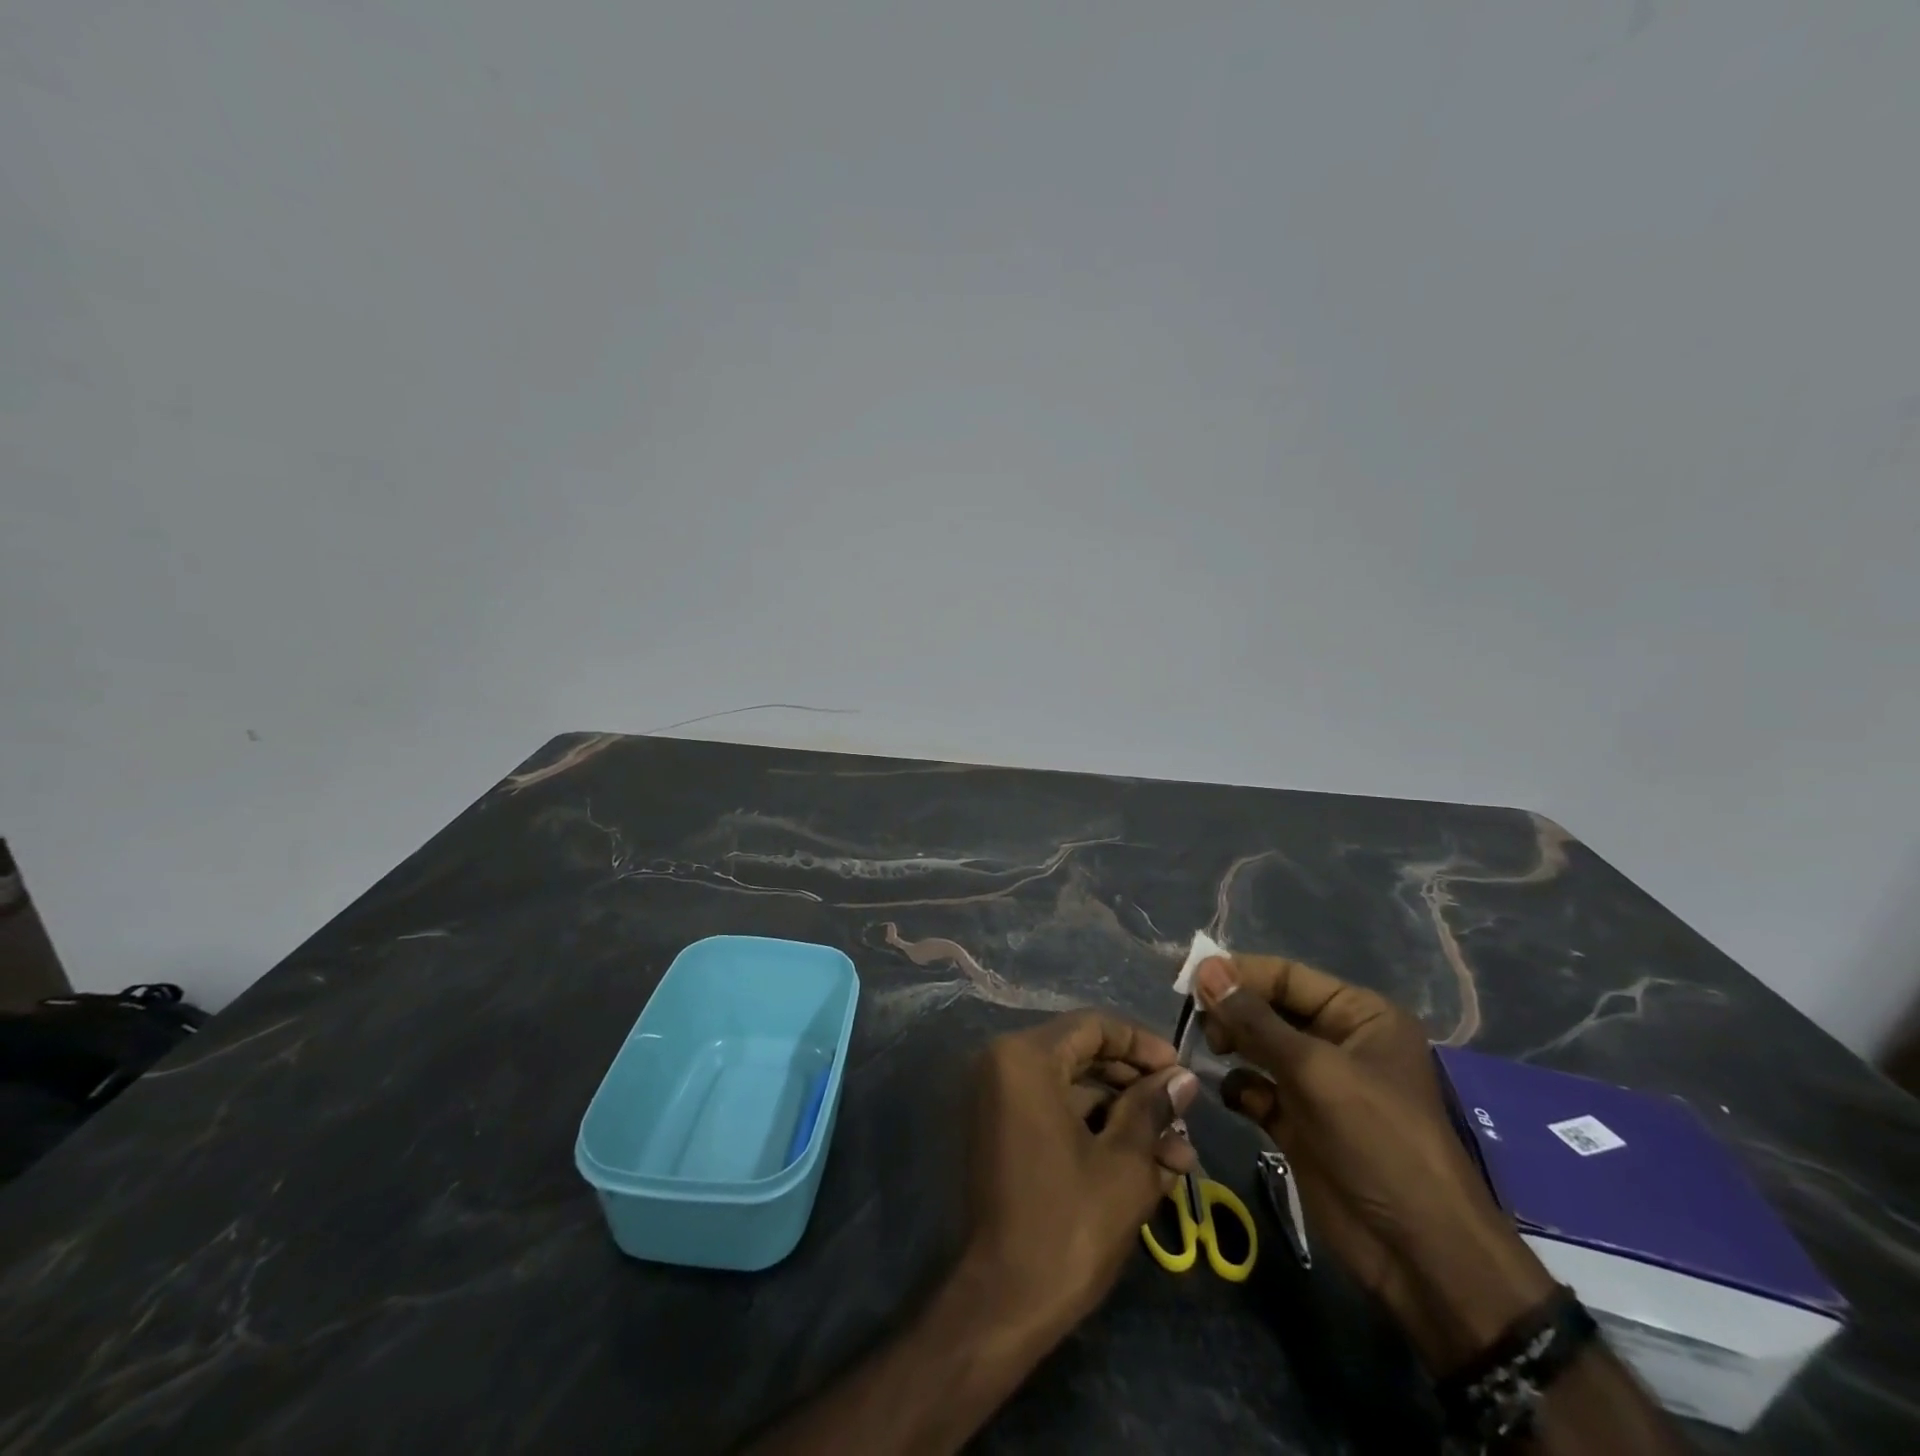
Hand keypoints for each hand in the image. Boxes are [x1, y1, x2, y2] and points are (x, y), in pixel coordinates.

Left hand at [964, 1011, 1199, 1338]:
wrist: (1002, 1303)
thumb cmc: (1067, 1223)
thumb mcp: (1124, 1163)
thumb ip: (1153, 1109)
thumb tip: (1183, 1078)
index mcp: (1024, 1058)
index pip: (1093, 1027)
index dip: (1142, 1044)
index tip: (1181, 1071)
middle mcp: (1003, 1066)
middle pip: (1082, 1056)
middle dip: (1137, 1087)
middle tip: (1182, 1116)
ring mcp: (998, 1100)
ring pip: (1072, 1089)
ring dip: (1124, 1115)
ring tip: (1177, 1153)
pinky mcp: (1002, 1133)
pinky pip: (1054, 1113)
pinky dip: (1096, 1131)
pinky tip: (1146, 1165)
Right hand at [1194, 955, 1555, 1373]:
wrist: (1418, 1253)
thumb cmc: (1377, 1140)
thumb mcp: (1314, 1070)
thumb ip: (1254, 1019)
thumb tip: (1204, 969)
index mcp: (1359, 1015)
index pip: (1287, 976)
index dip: (1239, 972)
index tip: (1189, 977)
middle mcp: (1338, 1041)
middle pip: (1270, 1009)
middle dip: (1233, 1010)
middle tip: (1198, 1020)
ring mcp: (1318, 1085)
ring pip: (1259, 1046)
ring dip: (1232, 1044)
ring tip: (1211, 1050)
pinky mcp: (1300, 1123)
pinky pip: (1257, 1088)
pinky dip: (1240, 1087)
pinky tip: (1233, 1096)